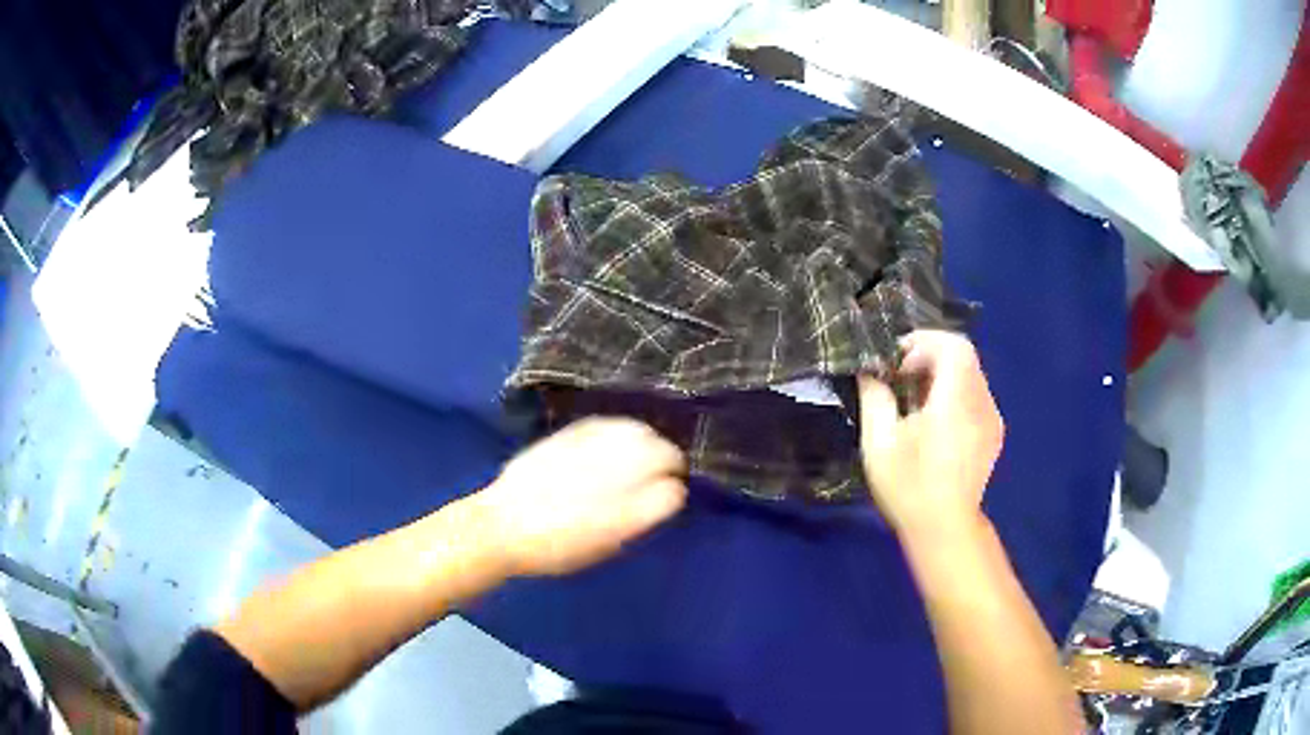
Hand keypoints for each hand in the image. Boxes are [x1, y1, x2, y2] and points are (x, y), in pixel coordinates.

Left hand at [475, 418, 687, 576]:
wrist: (502, 526)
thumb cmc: (555, 549)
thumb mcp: (604, 546)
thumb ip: (636, 520)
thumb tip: (661, 497)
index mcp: (623, 516)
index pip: (671, 493)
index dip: (675, 492)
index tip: (672, 493)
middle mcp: (612, 478)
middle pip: (662, 454)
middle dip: (670, 460)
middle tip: (665, 470)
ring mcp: (592, 451)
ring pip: (639, 433)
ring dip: (650, 441)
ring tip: (647, 450)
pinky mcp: (571, 434)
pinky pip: (610, 424)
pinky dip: (623, 429)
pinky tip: (621, 437)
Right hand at [858, 331, 1003, 535]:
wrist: (944, 529)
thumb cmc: (909, 487)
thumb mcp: (879, 443)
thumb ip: (875, 397)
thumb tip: (870, 371)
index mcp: (957, 402)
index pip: (954, 346)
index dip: (925, 342)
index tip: (897, 361)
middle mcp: (982, 404)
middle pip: (963, 357)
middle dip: (930, 357)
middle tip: (901, 378)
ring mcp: (992, 419)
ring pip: (971, 375)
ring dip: (942, 375)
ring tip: (915, 401)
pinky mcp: (994, 433)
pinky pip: (976, 396)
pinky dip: (955, 394)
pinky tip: (935, 421)